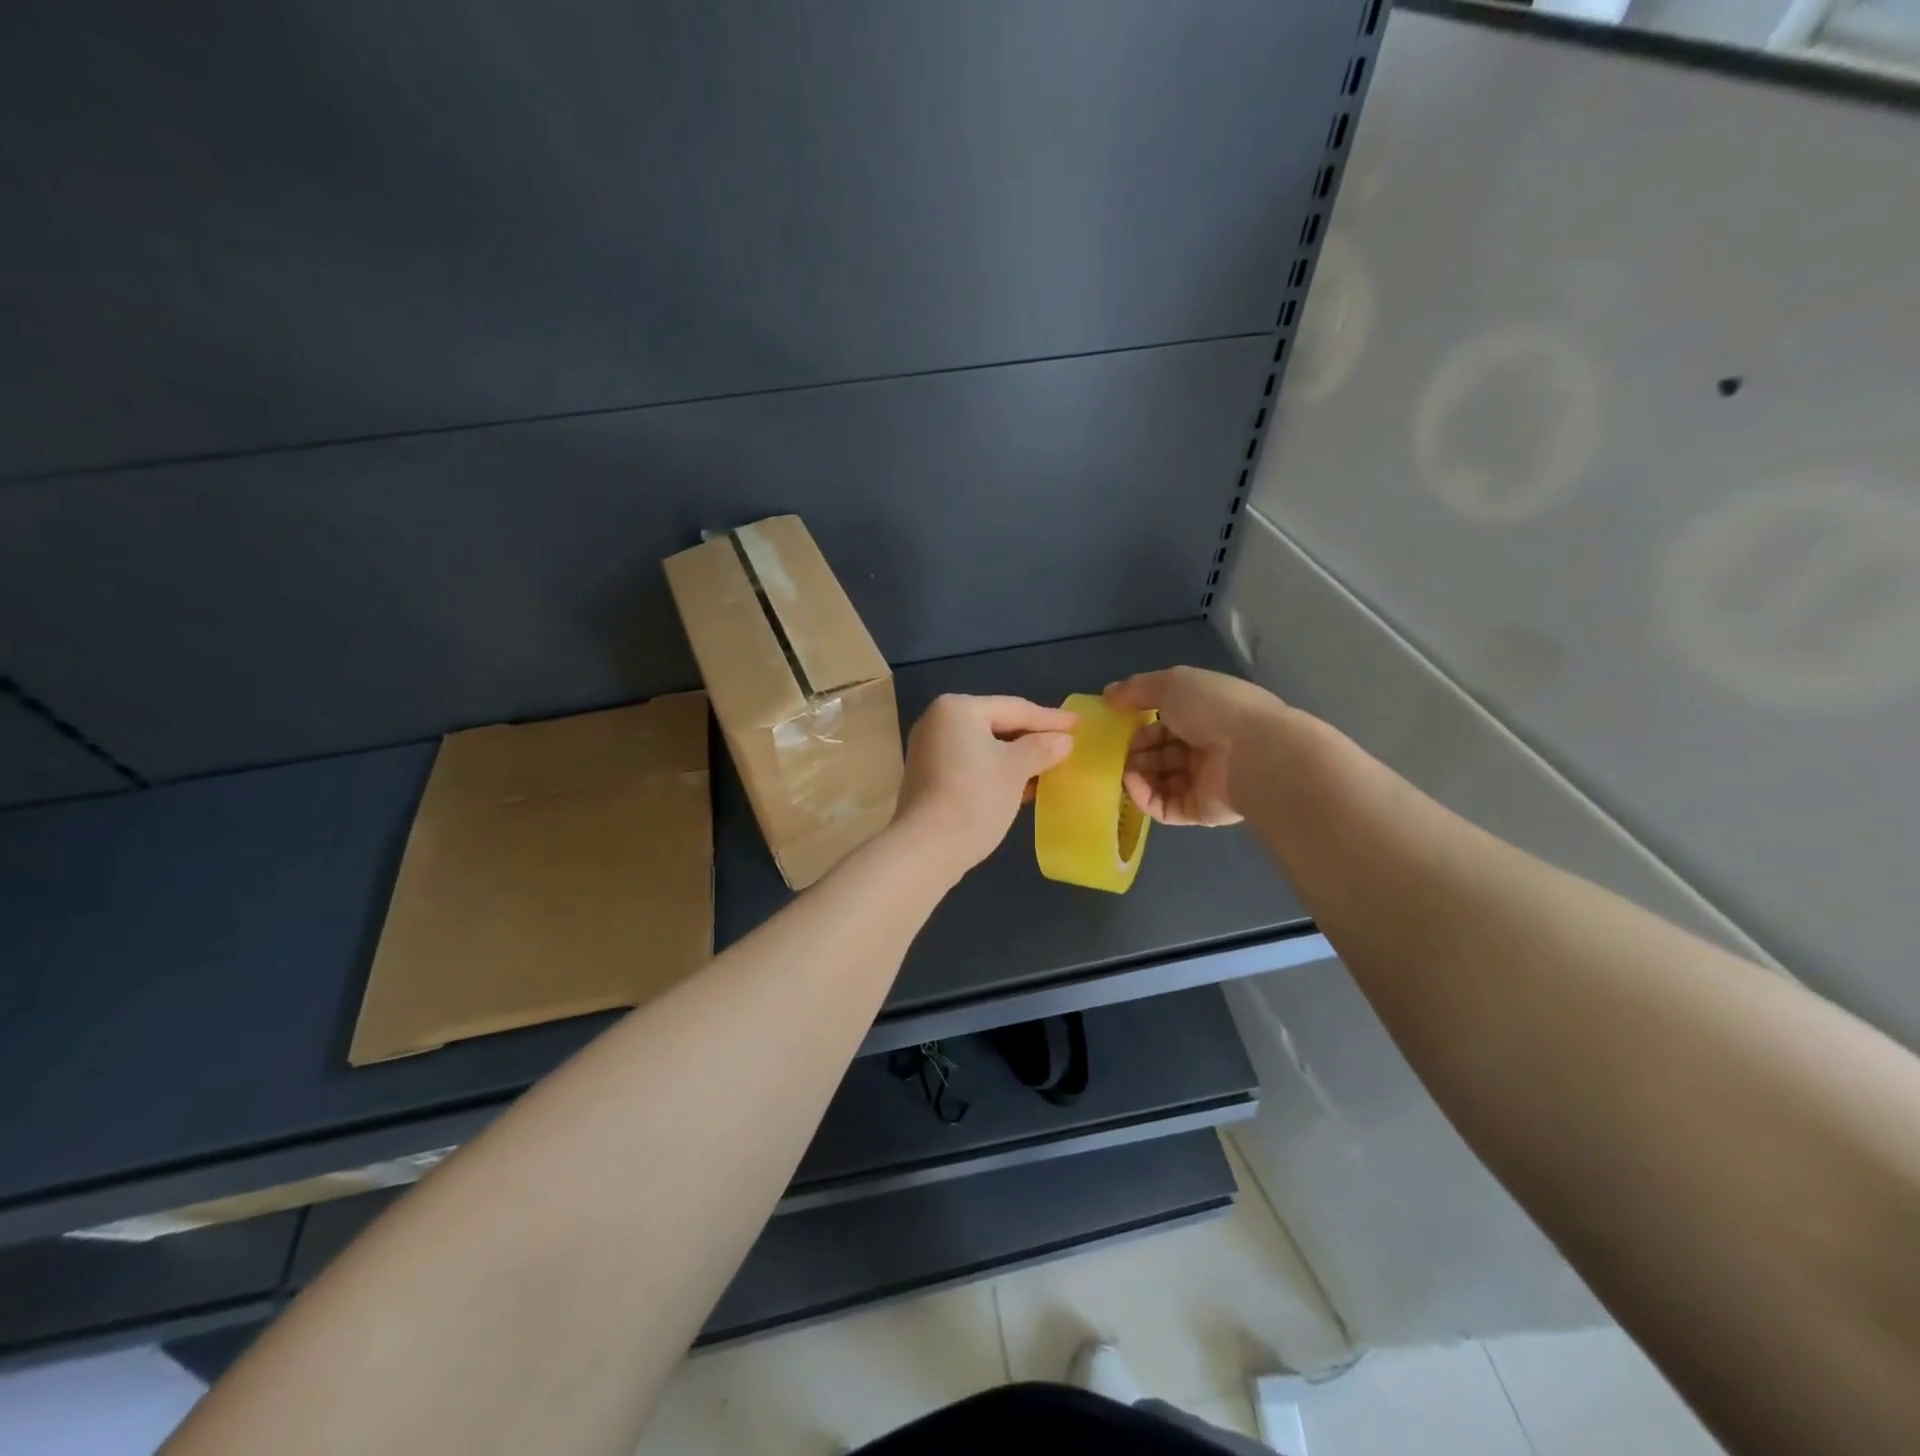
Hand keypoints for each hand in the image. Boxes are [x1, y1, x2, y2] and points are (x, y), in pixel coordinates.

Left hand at [892, 694, 1076, 877]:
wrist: (926, 849)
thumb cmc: (975, 798)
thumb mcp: (1016, 770)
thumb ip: (1042, 748)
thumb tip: (1063, 740)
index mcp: (957, 709)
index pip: (1014, 709)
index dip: (1049, 718)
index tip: (1078, 724)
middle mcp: (938, 722)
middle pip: (997, 725)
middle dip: (1032, 738)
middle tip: (1066, 744)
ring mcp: (929, 751)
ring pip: (984, 748)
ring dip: (1016, 758)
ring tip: (1050, 767)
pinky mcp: (928, 779)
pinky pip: (971, 765)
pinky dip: (996, 772)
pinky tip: (1022, 786)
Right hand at [1104, 667, 1284, 826]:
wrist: (1254, 753)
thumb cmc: (1213, 709)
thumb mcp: (1171, 683)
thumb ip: (1137, 688)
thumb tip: (1108, 694)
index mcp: (1205, 714)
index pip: (1164, 721)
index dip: (1138, 722)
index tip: (1116, 724)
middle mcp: (1205, 747)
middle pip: (1160, 752)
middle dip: (1134, 750)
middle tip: (1115, 750)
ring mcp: (1203, 781)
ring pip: (1159, 780)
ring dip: (1135, 774)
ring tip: (1120, 768)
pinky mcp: (1199, 811)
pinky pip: (1164, 807)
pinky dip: (1143, 796)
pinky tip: (1131, 784)